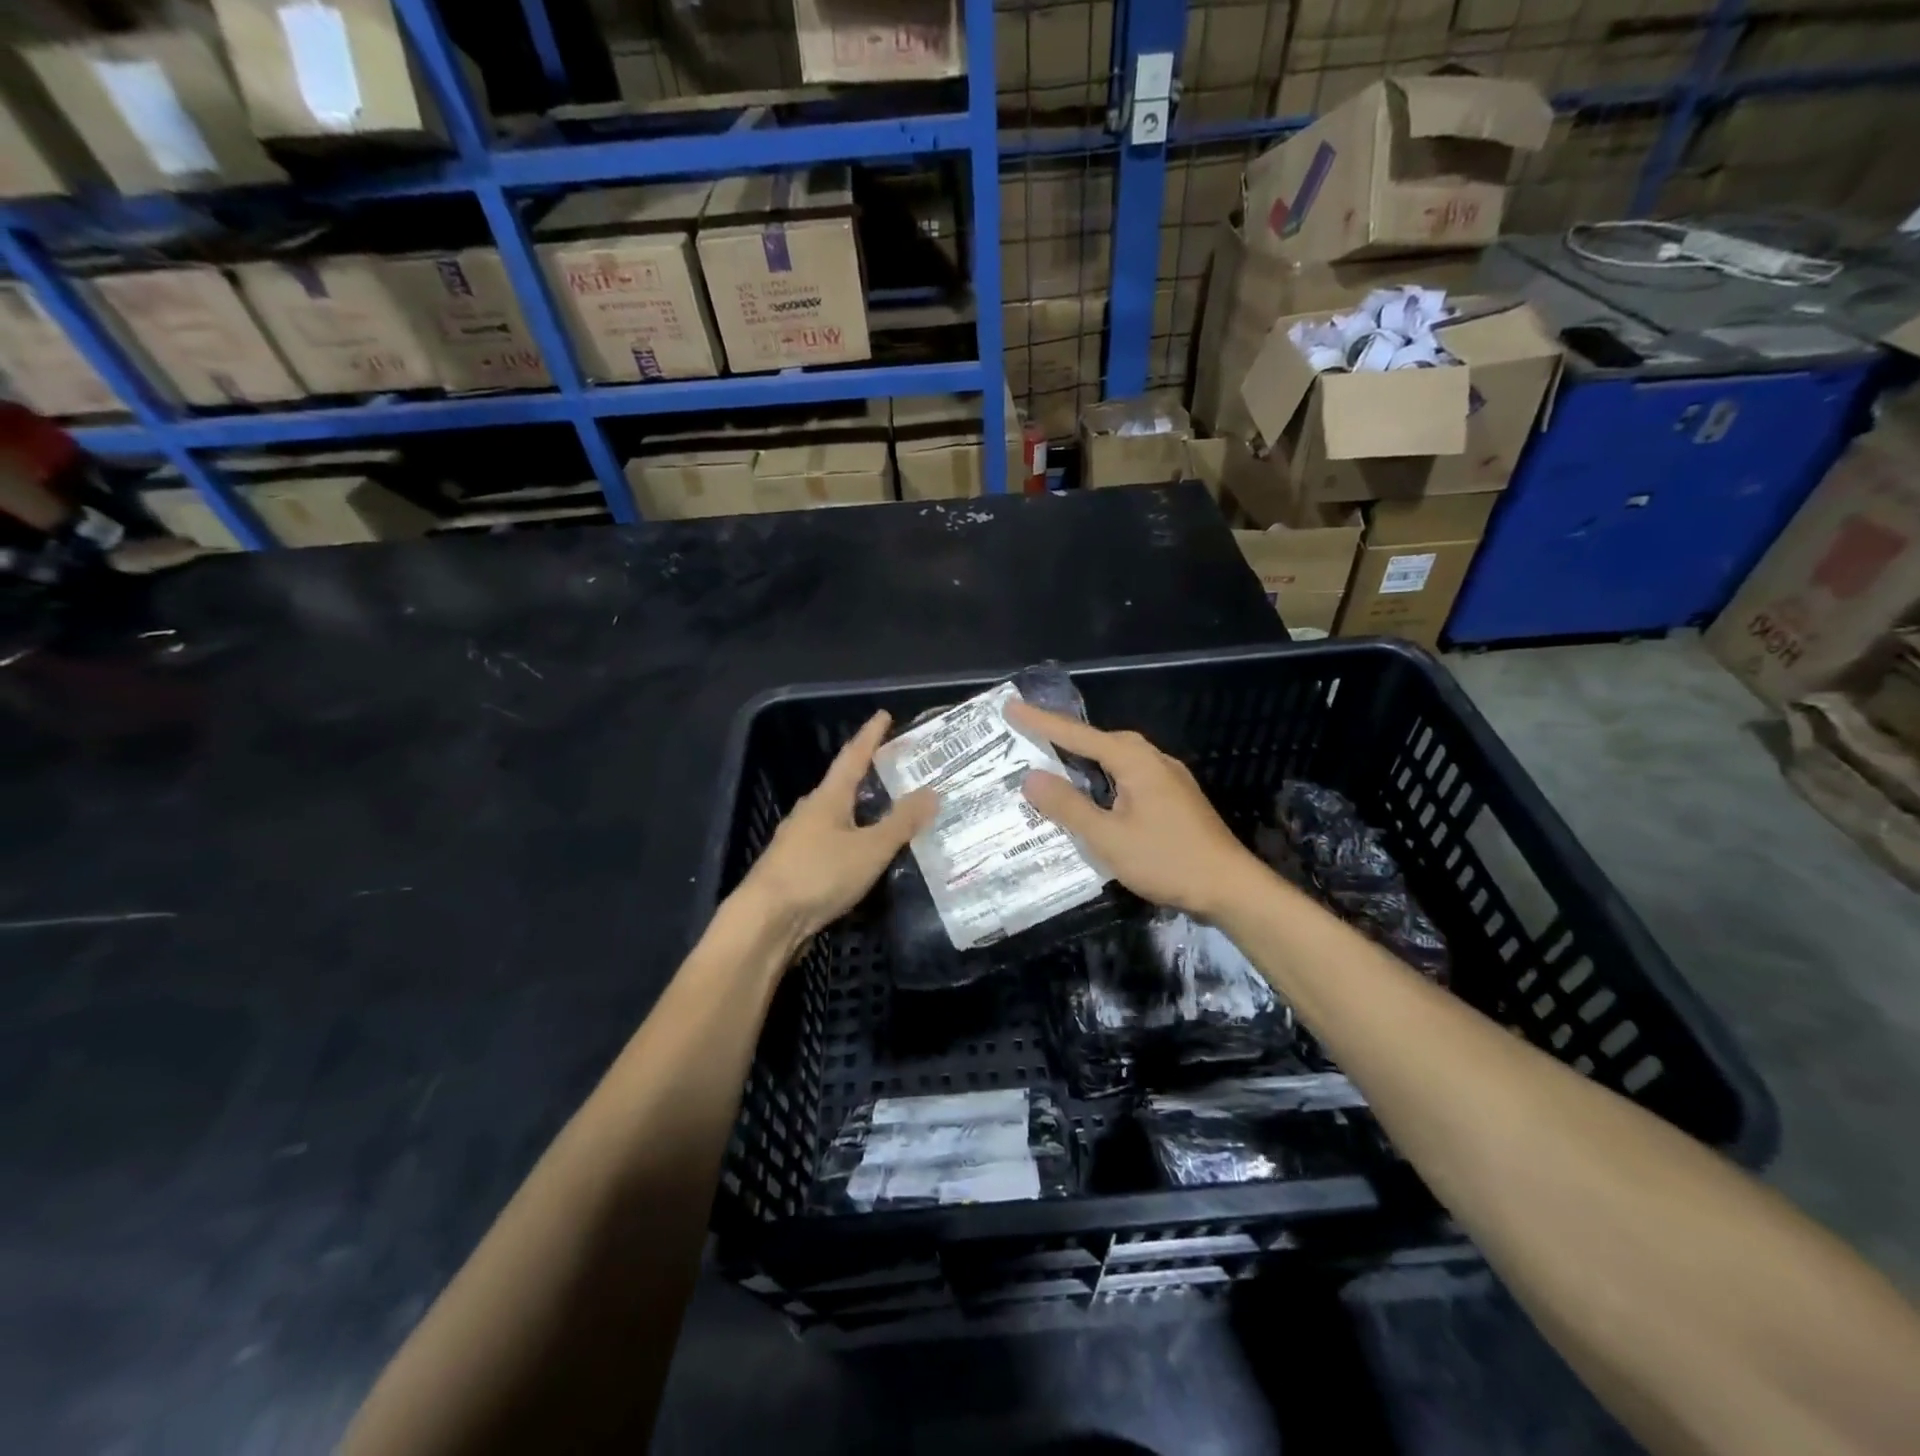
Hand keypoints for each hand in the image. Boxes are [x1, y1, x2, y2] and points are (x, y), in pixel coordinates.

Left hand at [735, 711, 937, 948]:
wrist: (766, 921)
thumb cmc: (819, 875)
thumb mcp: (870, 849)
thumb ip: (902, 822)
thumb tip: (931, 791)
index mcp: (828, 798)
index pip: (853, 757)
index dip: (870, 736)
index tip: (884, 715)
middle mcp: (810, 812)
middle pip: (841, 785)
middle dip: (866, 774)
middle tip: (894, 768)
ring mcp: (798, 840)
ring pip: (835, 816)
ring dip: (859, 810)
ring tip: (885, 811)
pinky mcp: (795, 867)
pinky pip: (830, 842)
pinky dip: (850, 838)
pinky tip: (861, 853)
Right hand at [1007, 701, 1259, 919]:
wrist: (1230, 887)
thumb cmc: (1166, 859)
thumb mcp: (1108, 837)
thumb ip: (1068, 806)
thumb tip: (1031, 777)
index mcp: (1135, 761)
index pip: (1078, 735)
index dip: (1041, 722)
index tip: (1011, 706)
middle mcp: (1153, 759)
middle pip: (1101, 740)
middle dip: (1064, 736)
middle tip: (1030, 737)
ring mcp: (1168, 778)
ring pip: (1118, 757)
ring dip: (1086, 758)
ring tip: (1055, 764)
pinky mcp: (1175, 797)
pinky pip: (1130, 774)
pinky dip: (1104, 776)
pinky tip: (1096, 795)